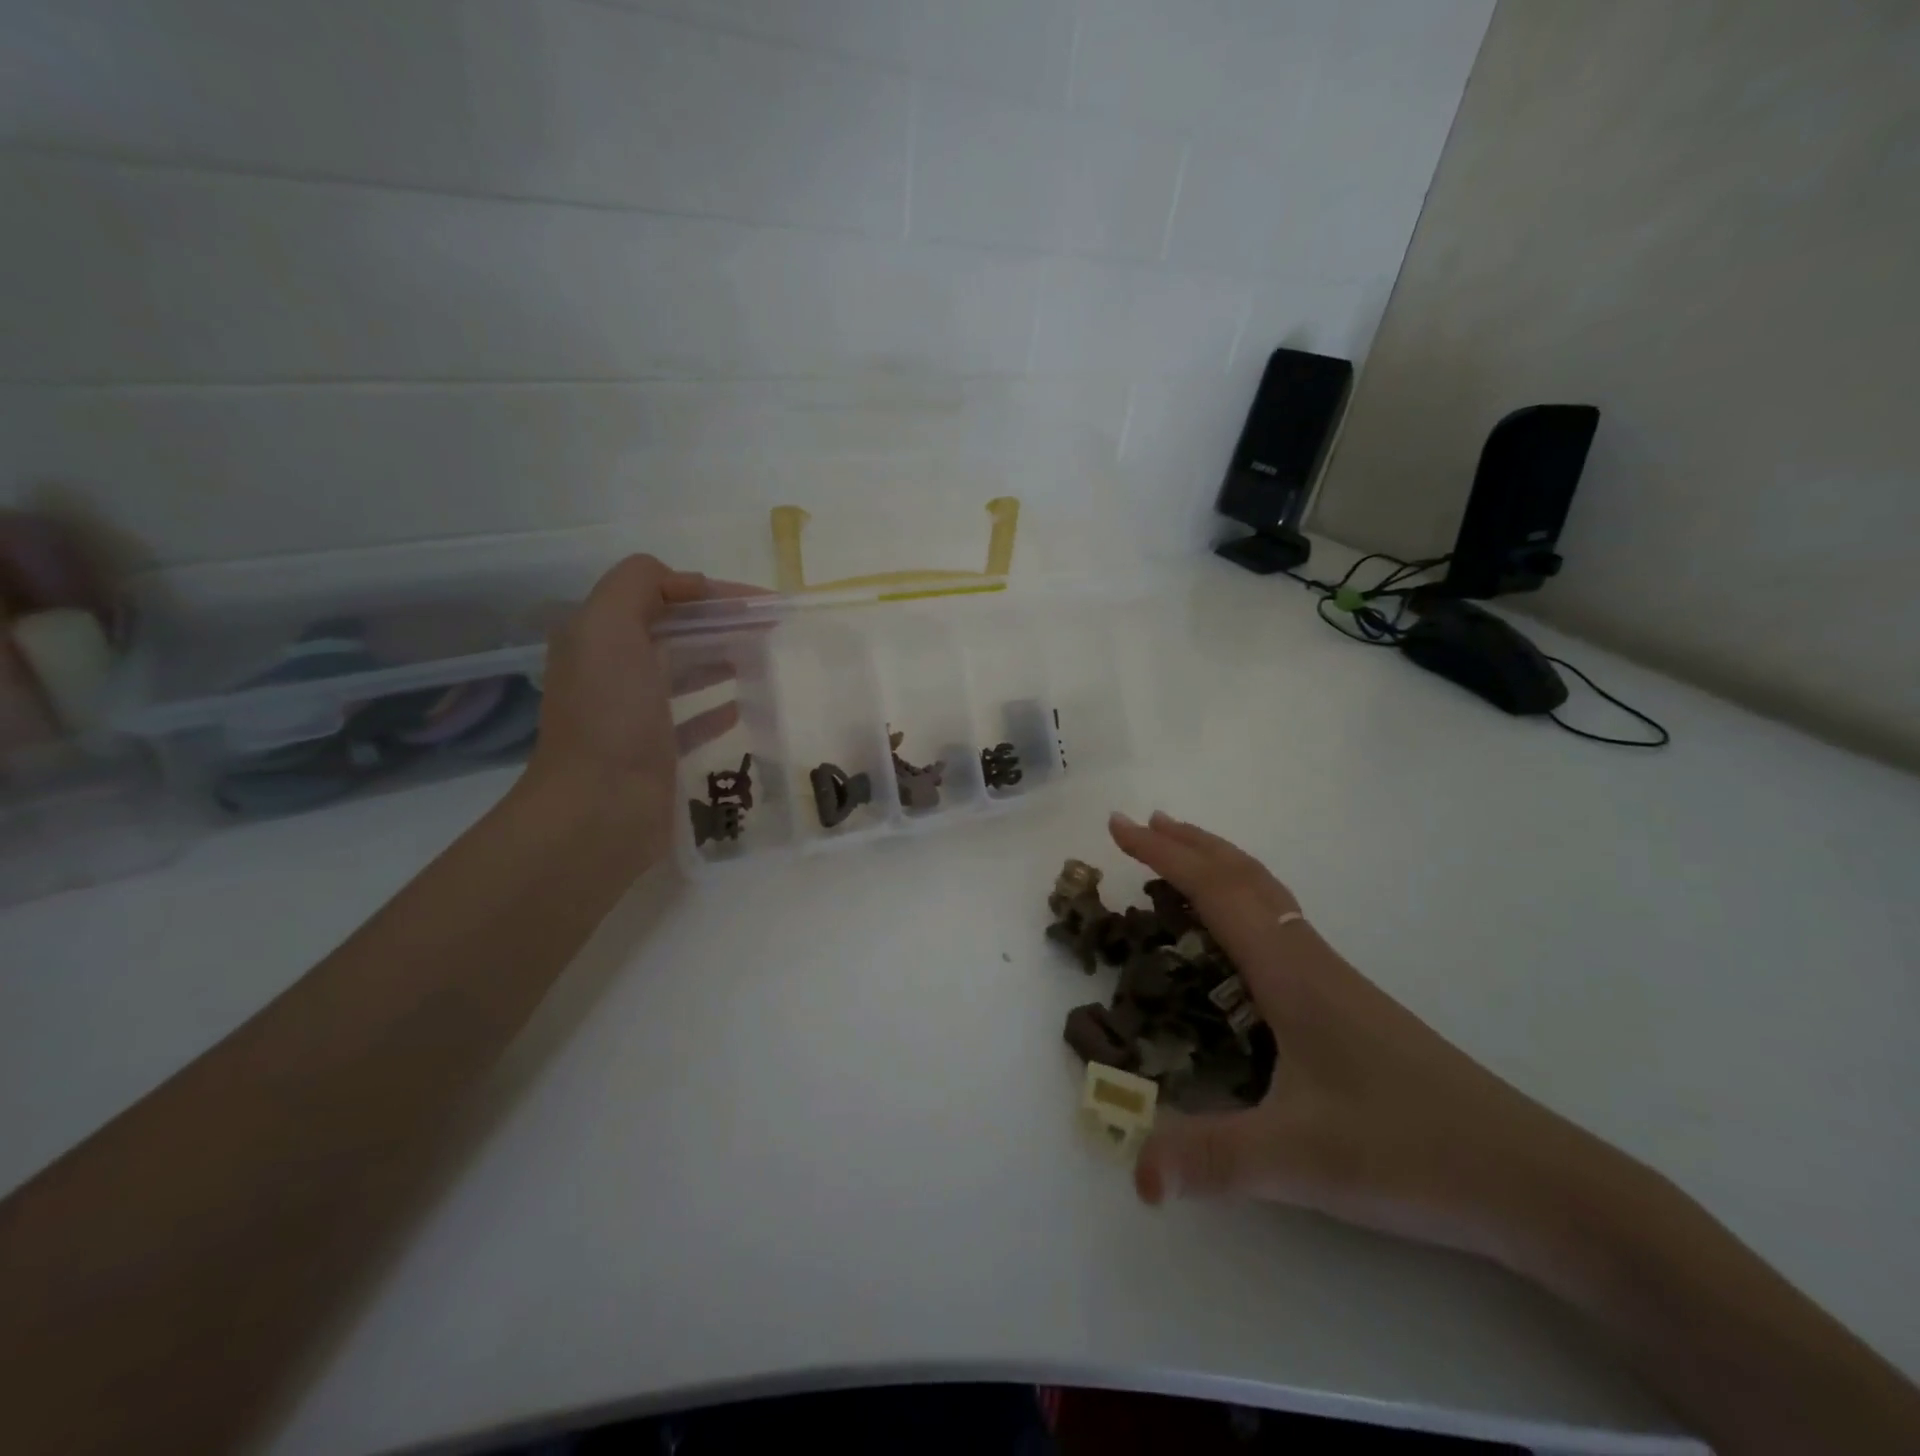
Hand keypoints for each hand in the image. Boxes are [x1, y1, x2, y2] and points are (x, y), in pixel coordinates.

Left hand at [520, 555, 747, 863]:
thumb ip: (639, 585)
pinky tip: (743, 706)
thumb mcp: (609, 628)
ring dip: (719, 661)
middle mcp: (610, 671)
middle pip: (672, 633)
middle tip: (770, 631)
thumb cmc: (610, 716)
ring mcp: (632, 715)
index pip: (658, 595)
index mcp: (597, 636)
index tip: (759, 604)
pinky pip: (691, 720)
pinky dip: (716, 708)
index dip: (708, 593)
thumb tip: (688, 584)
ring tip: (763, 659)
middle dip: (719, 625)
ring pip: (682, 674)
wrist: (599, 810)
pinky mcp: (655, 753)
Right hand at [1108, 811, 1604, 1265]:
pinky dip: (1244, 900)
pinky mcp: (1349, 1004)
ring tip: (1182, 855)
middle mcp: (1309, 960)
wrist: (1531, 1179)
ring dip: (1218, 865)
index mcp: (1290, 973)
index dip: (1163, 854)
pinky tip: (1242, 936)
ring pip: (1267, 896)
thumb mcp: (1300, 1161)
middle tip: (1141, 823)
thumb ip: (1212, 1161)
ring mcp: (1334, 979)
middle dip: (1188, 843)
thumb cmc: (1410, 1153)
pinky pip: (1281, 924)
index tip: (1119, 827)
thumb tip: (1137, 1174)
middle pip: (1243, 876)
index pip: (1215, 891)